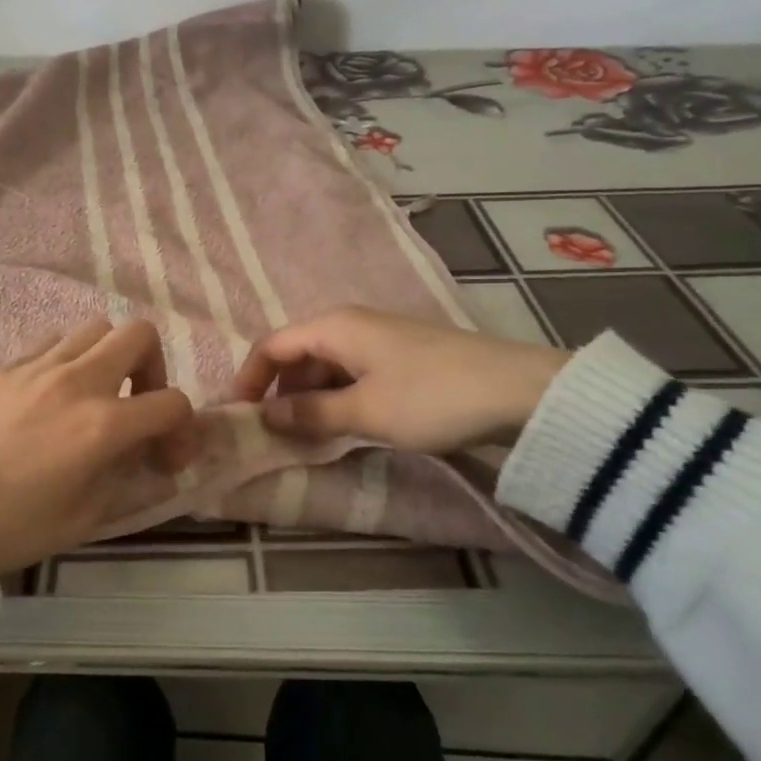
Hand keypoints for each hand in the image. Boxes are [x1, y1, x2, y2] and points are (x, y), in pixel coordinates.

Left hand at [0, 318, 197, 571]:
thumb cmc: (13, 525)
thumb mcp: (86, 516)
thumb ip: (124, 474)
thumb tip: (138, 451)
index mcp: (103, 425)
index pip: (171, 402)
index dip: (182, 429)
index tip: (165, 456)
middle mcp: (78, 382)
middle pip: (138, 335)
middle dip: (151, 367)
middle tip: (136, 402)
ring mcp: (39, 366)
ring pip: (94, 329)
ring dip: (107, 357)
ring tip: (93, 393)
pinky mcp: (7, 365)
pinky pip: (52, 342)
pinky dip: (67, 359)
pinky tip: (52, 393)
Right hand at [230, 307, 570, 453]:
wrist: (521, 392)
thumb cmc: (432, 398)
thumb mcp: (365, 412)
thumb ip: (310, 413)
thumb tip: (266, 416)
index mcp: (335, 327)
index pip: (272, 345)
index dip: (249, 378)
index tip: (239, 416)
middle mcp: (352, 324)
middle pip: (297, 354)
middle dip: (279, 392)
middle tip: (273, 434)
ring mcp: (379, 339)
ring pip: (325, 366)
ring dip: (309, 399)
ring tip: (305, 437)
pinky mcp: (402, 357)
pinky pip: (352, 374)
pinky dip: (337, 398)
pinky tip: (343, 425)